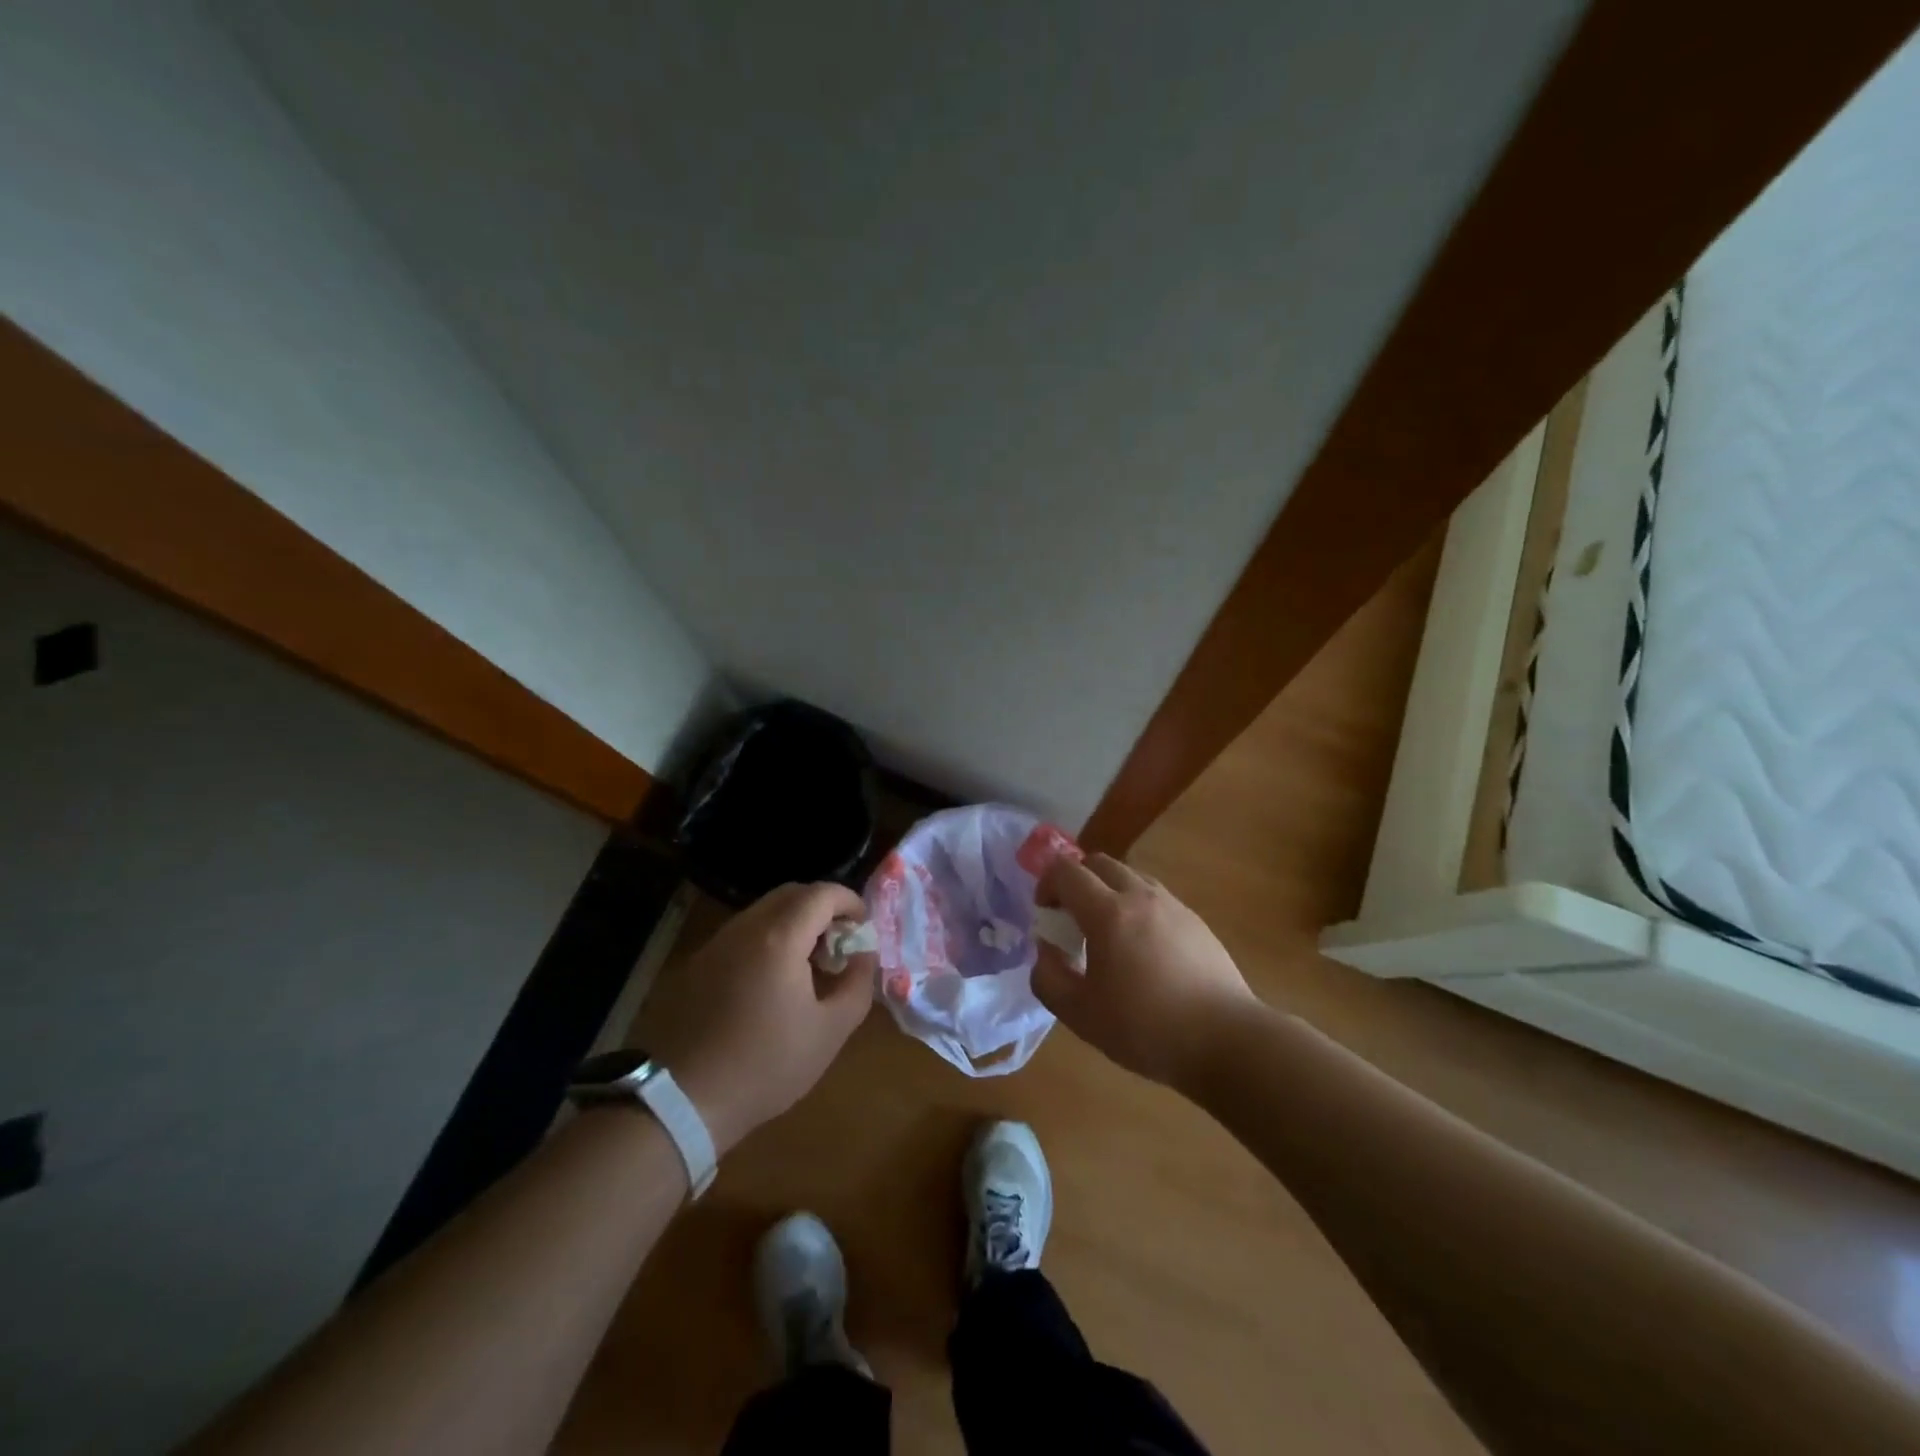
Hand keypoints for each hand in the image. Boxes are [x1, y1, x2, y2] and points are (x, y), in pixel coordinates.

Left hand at [635, 882, 874, 1154]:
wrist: (684, 1100)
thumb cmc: (766, 1065)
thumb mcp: (830, 1030)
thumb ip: (858, 983)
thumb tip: (864, 954)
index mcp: (779, 937)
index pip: (822, 893)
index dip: (850, 901)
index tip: (864, 926)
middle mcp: (745, 928)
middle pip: (792, 894)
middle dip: (823, 908)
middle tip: (840, 941)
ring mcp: (717, 943)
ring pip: (764, 911)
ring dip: (795, 923)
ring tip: (810, 962)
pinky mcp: (698, 963)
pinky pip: (743, 934)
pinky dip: (769, 938)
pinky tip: (774, 979)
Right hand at [1031, 854, 1256, 1088]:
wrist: (1226, 1040)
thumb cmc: (1147, 1028)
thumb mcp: (1081, 1015)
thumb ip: (1049, 978)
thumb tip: (1046, 951)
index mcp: (1108, 912)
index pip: (1066, 871)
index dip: (1047, 884)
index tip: (1046, 915)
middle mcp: (1140, 896)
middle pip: (1098, 862)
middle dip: (1076, 881)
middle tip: (1071, 919)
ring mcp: (1173, 905)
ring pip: (1129, 876)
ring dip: (1107, 892)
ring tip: (1107, 934)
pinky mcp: (1196, 920)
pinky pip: (1154, 897)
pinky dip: (1136, 907)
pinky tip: (1142, 950)